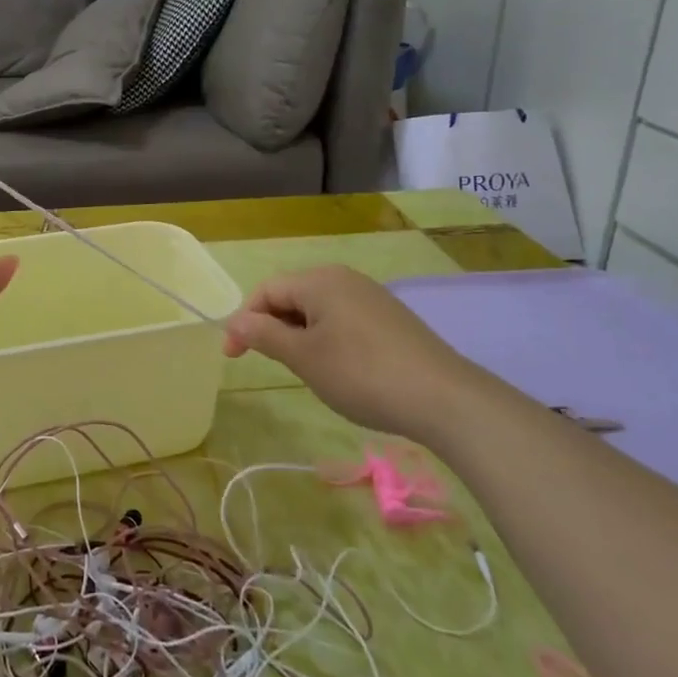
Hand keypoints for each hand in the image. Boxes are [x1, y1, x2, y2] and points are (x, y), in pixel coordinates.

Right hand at [221, 266, 474, 440]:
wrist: (443, 398)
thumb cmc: (361, 373)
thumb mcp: (303, 357)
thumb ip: (264, 336)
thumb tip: (236, 321)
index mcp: (319, 280)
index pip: (267, 291)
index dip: (244, 321)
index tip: (234, 357)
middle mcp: (344, 278)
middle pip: (292, 296)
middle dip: (272, 327)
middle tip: (269, 364)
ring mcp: (371, 296)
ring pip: (318, 310)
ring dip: (299, 335)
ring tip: (304, 370)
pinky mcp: (390, 318)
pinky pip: (343, 320)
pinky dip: (327, 339)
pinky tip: (339, 369)